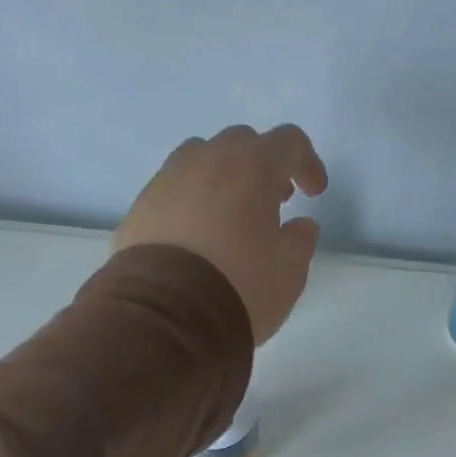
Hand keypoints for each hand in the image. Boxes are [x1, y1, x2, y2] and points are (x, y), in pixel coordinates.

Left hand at [114, 124, 328, 344]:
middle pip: (241, 143)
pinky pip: (174, 190)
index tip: (313, 193)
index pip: (288, 142)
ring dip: (224, 179)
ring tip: (232, 217)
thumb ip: (301, 241)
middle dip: (263, 167)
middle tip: (273, 202)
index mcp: (251, 167)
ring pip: (202, 160)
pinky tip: (198, 238)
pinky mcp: (142, 206)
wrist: (168, 314)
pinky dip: (193, 202)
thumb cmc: (241, 287)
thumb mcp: (290, 272)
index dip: (307, 163)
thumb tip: (301, 225)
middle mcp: (207, 160)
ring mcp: (168, 179)